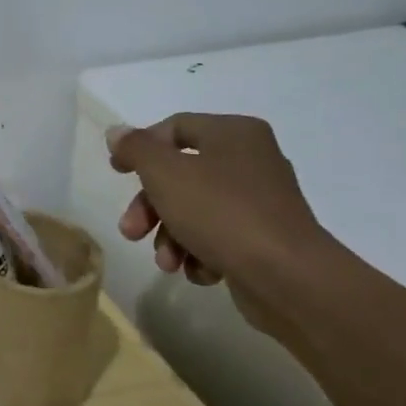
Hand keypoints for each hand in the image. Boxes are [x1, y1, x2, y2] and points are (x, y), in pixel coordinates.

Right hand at [105, 115, 331, 297]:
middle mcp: (251, 160)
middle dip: (150, 207)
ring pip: (196, 210)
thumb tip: (117, 132)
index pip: (175, 127)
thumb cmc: (221, 213)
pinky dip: (201, 253)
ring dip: (171, 236)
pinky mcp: (265, 238)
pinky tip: (199, 272)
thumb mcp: (165, 174)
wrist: (288, 278)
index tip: (116, 172)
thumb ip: (136, 148)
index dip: (140, 147)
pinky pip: (220, 237)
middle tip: (131, 231)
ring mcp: (261, 202)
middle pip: (181, 175)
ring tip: (167, 263)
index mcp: (233, 133)